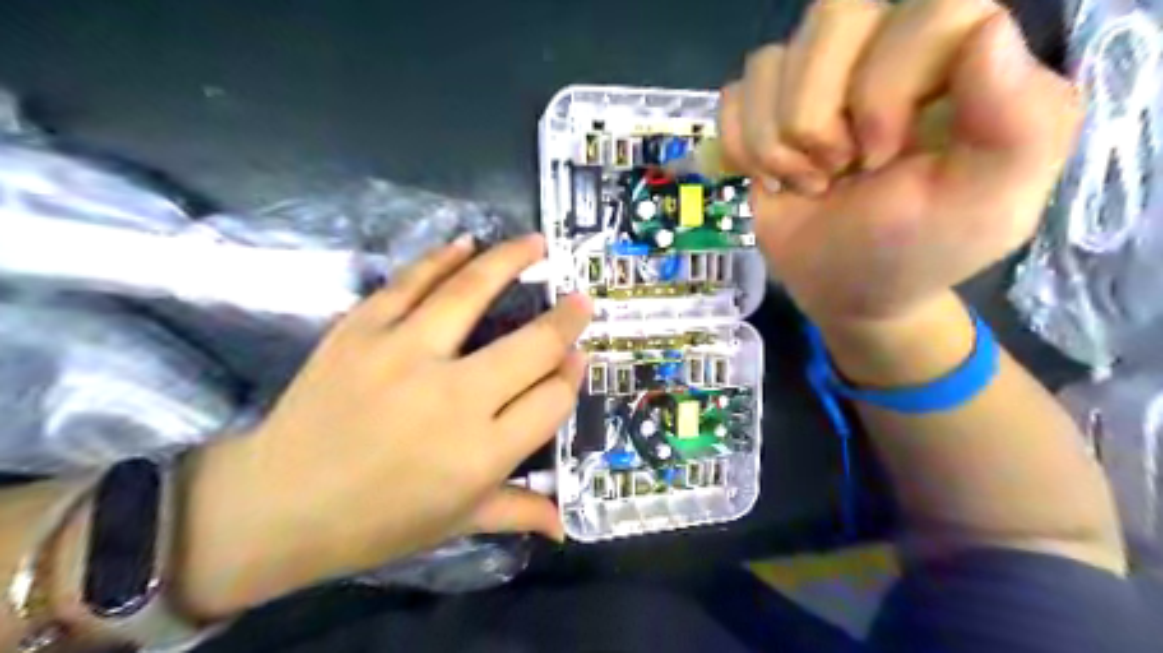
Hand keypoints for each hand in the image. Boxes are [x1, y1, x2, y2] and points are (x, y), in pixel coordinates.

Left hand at [176, 235, 594, 616]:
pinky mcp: (361, 331)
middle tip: (581, 300)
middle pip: (532, 346)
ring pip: (472, 293)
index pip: (552, 399)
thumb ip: (518, 512)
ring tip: (538, 243)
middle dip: (567, 319)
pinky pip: (411, 282)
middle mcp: (454, 399)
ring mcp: (404, 356)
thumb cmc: (377, 522)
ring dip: (512, 261)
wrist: (276, 504)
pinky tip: (467, 243)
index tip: (577, 358)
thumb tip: (564, 523)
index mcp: (483, 454)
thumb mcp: (457, 522)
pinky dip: (443, 258)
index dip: (572, 374)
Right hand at [718, 0, 1080, 326]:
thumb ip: (1022, 125)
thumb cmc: (918, 251)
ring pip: (770, 60)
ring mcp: (815, 81)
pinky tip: (772, 180)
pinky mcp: (764, 113)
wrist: (848, 291)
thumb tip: (986, 30)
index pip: (927, 8)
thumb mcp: (988, 207)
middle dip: (820, 115)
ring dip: (778, 143)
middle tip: (838, 170)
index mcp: (956, 60)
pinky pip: (733, 96)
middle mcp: (884, 51)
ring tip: (808, 183)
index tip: (879, 158)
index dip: (886, 86)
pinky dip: (743, 149)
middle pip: (833, 13)